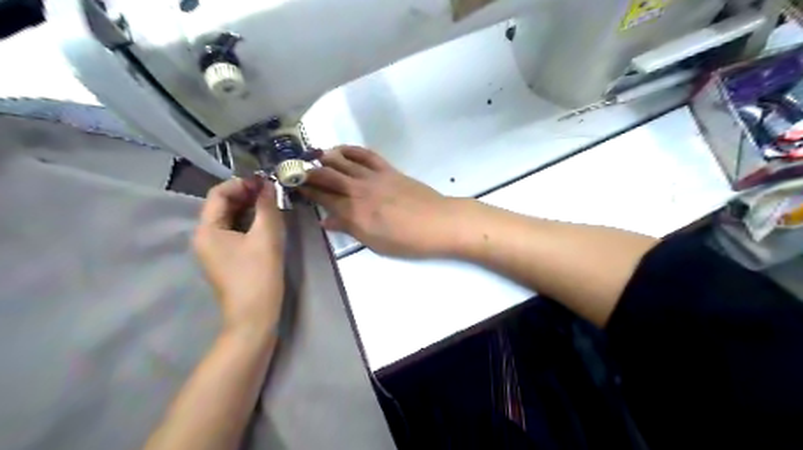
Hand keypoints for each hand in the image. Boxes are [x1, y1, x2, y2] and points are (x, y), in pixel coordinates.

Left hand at [194, 177, 285, 331]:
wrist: (254, 317)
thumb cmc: (258, 275)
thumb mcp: (266, 237)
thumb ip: (267, 207)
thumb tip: (269, 184)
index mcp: (207, 229)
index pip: (218, 193)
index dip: (242, 183)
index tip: (266, 182)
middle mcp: (205, 237)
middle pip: (223, 206)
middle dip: (247, 195)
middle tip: (272, 192)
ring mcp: (214, 250)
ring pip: (231, 219)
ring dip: (250, 209)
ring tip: (273, 205)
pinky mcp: (226, 259)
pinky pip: (235, 232)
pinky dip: (250, 223)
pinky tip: (267, 223)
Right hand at [302, 145, 464, 258]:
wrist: (438, 223)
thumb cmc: (406, 240)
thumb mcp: (374, 242)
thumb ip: (349, 228)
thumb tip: (326, 221)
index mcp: (353, 212)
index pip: (322, 197)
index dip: (305, 190)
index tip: (292, 185)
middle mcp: (358, 190)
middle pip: (327, 176)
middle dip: (308, 171)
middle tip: (295, 168)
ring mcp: (374, 177)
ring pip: (343, 161)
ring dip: (325, 157)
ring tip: (314, 156)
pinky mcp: (388, 170)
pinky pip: (366, 155)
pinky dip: (351, 150)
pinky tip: (341, 149)